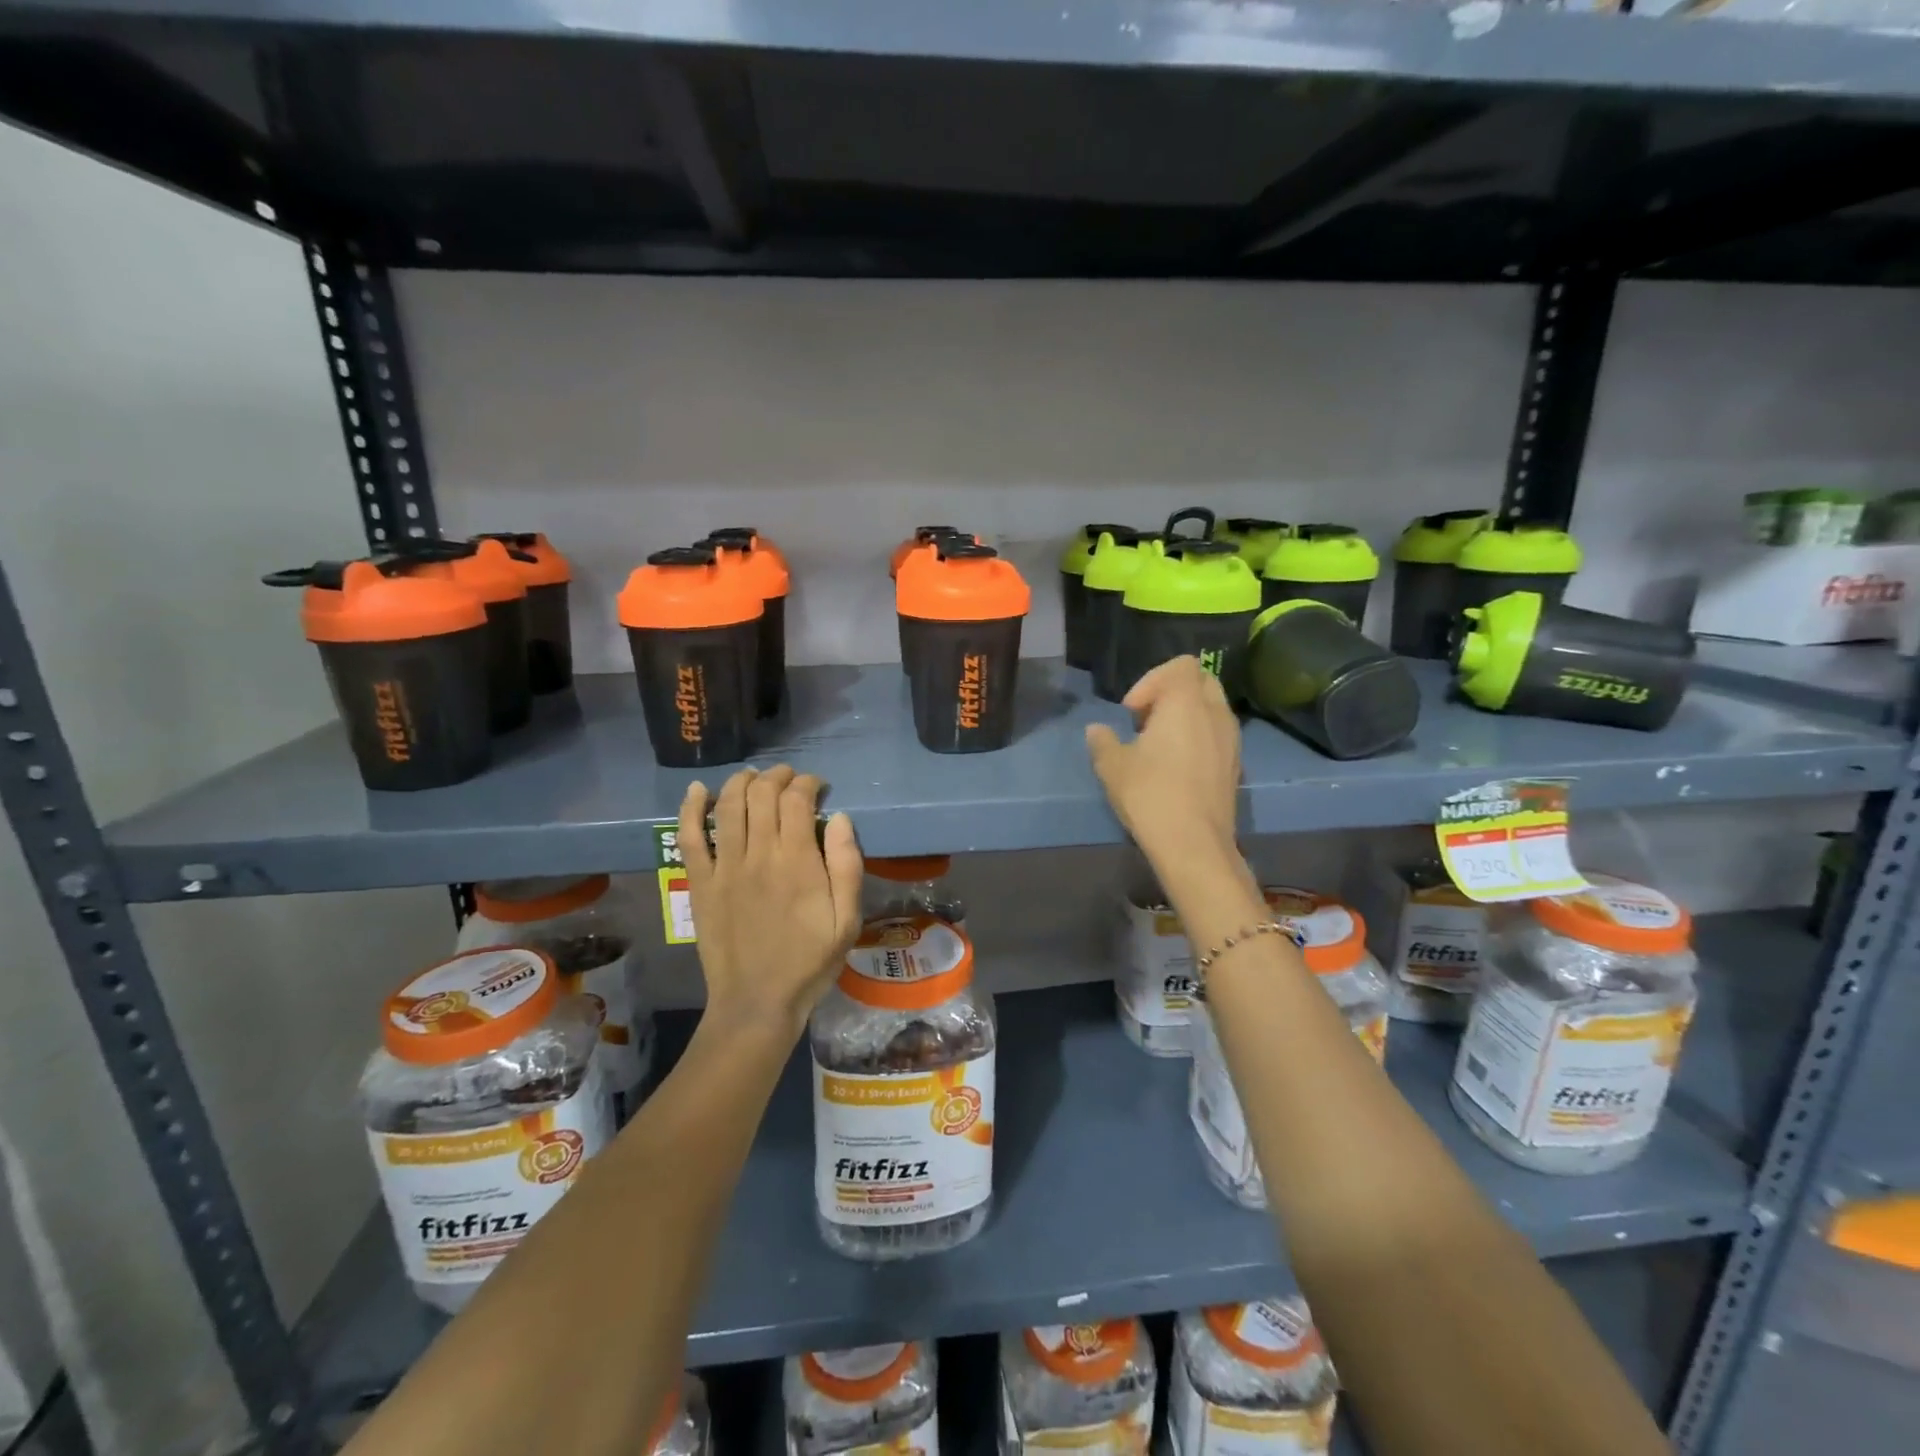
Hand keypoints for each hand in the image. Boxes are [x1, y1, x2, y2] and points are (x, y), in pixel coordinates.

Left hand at [678, 766, 863, 1040]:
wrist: (757, 1002)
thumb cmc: (809, 962)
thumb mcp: (848, 920)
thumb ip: (847, 866)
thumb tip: (839, 818)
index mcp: (797, 861)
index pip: (797, 800)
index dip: (808, 783)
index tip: (818, 787)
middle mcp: (758, 854)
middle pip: (762, 794)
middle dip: (778, 776)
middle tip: (790, 779)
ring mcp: (724, 867)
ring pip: (728, 806)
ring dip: (741, 782)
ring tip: (754, 776)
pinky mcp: (700, 883)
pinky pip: (690, 838)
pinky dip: (691, 809)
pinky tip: (697, 791)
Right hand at [1086, 656, 1241, 870]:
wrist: (1193, 843)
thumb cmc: (1150, 793)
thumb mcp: (1112, 766)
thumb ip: (1103, 741)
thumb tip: (1097, 730)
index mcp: (1186, 702)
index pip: (1180, 665)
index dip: (1151, 681)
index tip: (1132, 713)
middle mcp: (1215, 712)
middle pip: (1200, 681)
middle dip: (1172, 693)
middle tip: (1146, 722)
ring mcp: (1231, 739)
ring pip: (1212, 708)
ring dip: (1186, 716)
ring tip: (1160, 746)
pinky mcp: (1236, 764)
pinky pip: (1218, 734)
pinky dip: (1199, 737)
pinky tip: (1177, 768)